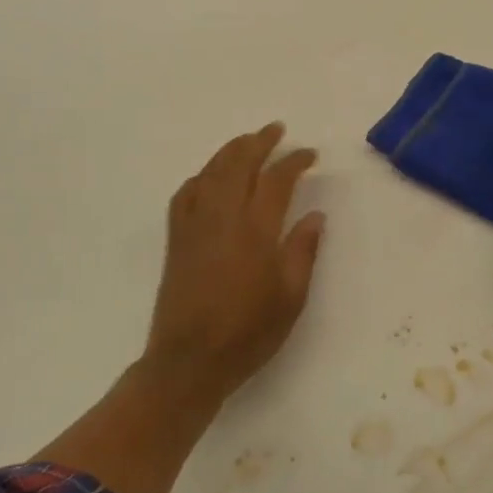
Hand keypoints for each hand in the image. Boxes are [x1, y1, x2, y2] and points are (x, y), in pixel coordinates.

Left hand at [141, 122, 326, 411]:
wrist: (189, 362)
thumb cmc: (248, 333)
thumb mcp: (291, 298)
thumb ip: (303, 251)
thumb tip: (315, 215)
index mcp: (256, 231)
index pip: (276, 180)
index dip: (294, 161)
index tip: (309, 154)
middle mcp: (222, 218)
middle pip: (239, 164)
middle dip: (259, 142)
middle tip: (276, 130)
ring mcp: (194, 226)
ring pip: (211, 173)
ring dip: (230, 151)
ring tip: (247, 141)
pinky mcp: (177, 239)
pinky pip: (186, 194)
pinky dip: (201, 177)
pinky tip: (209, 176)